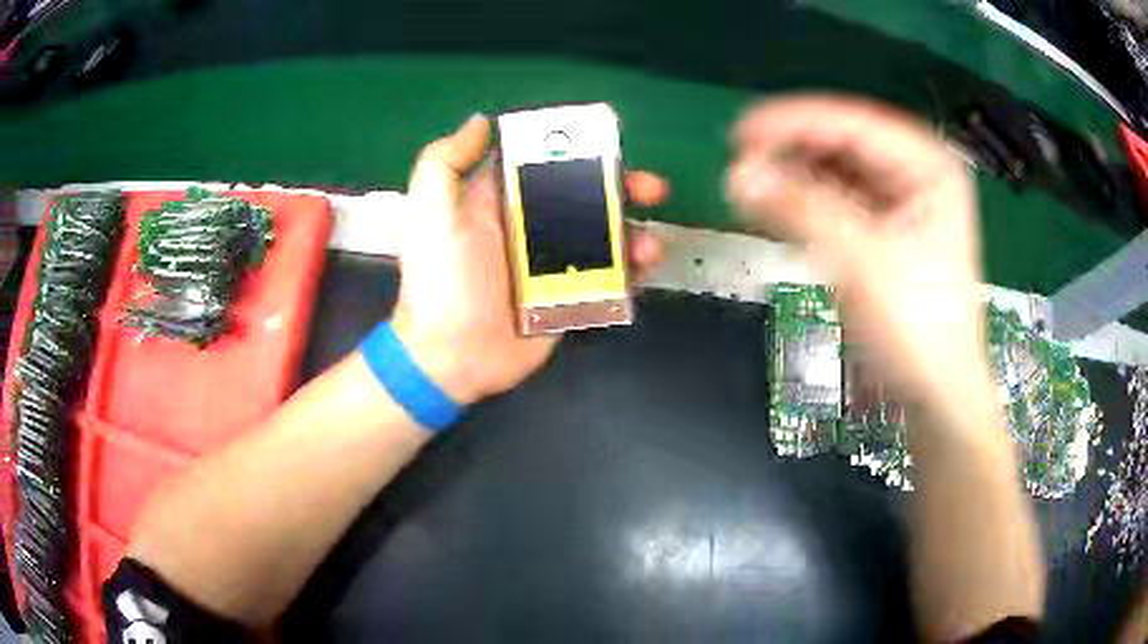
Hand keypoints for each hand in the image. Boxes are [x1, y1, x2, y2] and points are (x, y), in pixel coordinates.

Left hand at [392, 114, 666, 405]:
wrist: (450, 357)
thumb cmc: (439, 283)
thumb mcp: (430, 214)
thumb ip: (445, 162)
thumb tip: (480, 122)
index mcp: (499, 199)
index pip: (545, 162)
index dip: (578, 149)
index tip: (610, 143)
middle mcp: (530, 224)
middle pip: (586, 195)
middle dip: (622, 187)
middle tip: (650, 189)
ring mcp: (553, 261)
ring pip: (604, 234)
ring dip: (633, 231)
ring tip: (646, 244)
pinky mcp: (568, 294)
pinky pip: (607, 274)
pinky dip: (630, 269)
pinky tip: (641, 268)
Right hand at [727, 96, 986, 404]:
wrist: (936, 393)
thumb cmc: (916, 330)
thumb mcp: (862, 264)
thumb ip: (800, 210)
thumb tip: (737, 174)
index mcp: (930, 166)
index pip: (854, 124)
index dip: (794, 123)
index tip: (740, 134)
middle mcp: (918, 172)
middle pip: (845, 143)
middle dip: (793, 150)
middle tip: (741, 162)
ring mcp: (903, 199)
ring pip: (838, 169)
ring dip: (795, 174)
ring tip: (751, 184)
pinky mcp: (886, 227)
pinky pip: (839, 198)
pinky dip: (807, 201)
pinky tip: (777, 205)